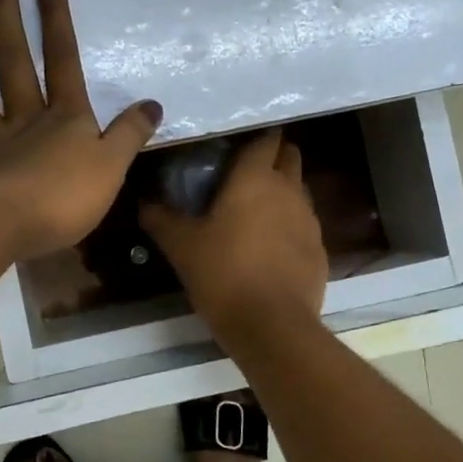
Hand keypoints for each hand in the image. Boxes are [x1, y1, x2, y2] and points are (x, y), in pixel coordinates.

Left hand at [0, 0, 161, 261]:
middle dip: (3, 11)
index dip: (56, 19)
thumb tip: (153, 104)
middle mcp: (21, 120)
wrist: (6, 230)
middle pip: (12, 59)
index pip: (62, 60)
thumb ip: (130, 134)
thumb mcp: (113, 168)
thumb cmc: (65, 200)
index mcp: (63, 119)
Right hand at [140, 130, 328, 335]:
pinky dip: (289, 226)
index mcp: (255, 178)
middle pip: (289, 156)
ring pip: (298, 190)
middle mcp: (288, 190)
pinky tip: (269, 247)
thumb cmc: (223, 274)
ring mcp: (309, 220)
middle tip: (243, 172)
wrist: (272, 326)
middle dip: (272, 157)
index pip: (265, 138)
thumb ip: (161, 218)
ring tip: (254, 210)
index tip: (236, 143)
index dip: (254, 135)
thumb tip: (143, 201)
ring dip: (281, 192)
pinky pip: (304, 225)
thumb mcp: (182, 246)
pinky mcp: (319, 250)